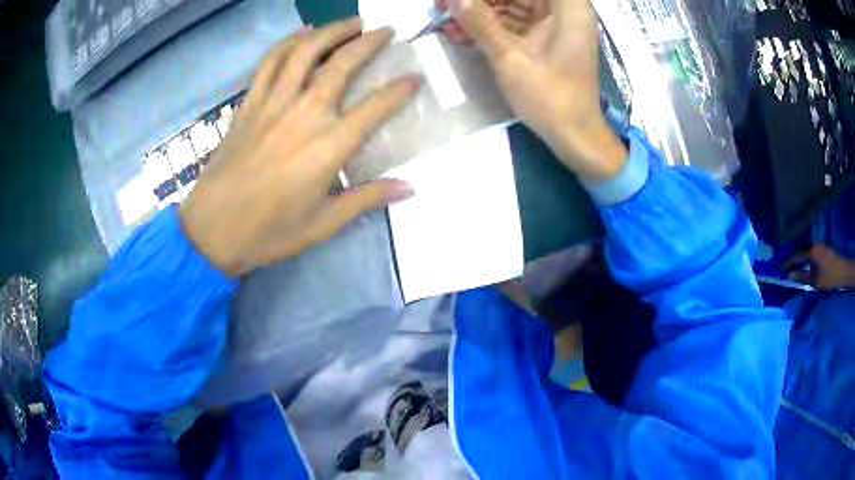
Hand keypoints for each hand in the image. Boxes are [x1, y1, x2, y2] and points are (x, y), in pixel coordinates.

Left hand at [180, 18, 420, 275]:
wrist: (211, 231)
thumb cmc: (269, 233)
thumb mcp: (323, 224)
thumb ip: (367, 199)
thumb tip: (410, 188)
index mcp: (328, 148)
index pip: (375, 107)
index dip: (400, 89)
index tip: (415, 77)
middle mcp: (303, 115)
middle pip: (342, 65)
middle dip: (369, 42)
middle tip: (386, 31)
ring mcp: (272, 104)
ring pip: (304, 52)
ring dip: (331, 30)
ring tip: (351, 22)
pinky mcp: (249, 104)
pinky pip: (270, 62)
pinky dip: (289, 42)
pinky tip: (303, 33)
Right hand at [447, 0, 626, 181]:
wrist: (574, 136)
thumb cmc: (550, 97)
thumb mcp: (510, 57)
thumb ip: (479, 22)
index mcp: (567, 7)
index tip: (458, 0)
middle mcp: (565, 10)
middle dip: (479, 0)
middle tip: (443, 5)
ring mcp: (555, 24)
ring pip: (512, 5)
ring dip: (480, 12)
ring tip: (444, 17)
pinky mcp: (546, 39)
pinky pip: (514, 23)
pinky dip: (490, 26)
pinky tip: (460, 31)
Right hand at [788, 244, 854, 289]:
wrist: (842, 272)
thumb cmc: (828, 278)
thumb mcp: (814, 281)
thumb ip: (802, 277)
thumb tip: (790, 275)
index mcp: (811, 252)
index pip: (796, 256)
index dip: (787, 263)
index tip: (780, 269)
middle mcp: (814, 245)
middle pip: (801, 251)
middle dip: (793, 259)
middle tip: (786, 268)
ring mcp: (819, 246)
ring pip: (807, 251)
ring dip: (801, 259)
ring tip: (795, 267)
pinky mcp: (823, 249)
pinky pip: (812, 252)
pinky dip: (806, 258)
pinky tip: (806, 264)